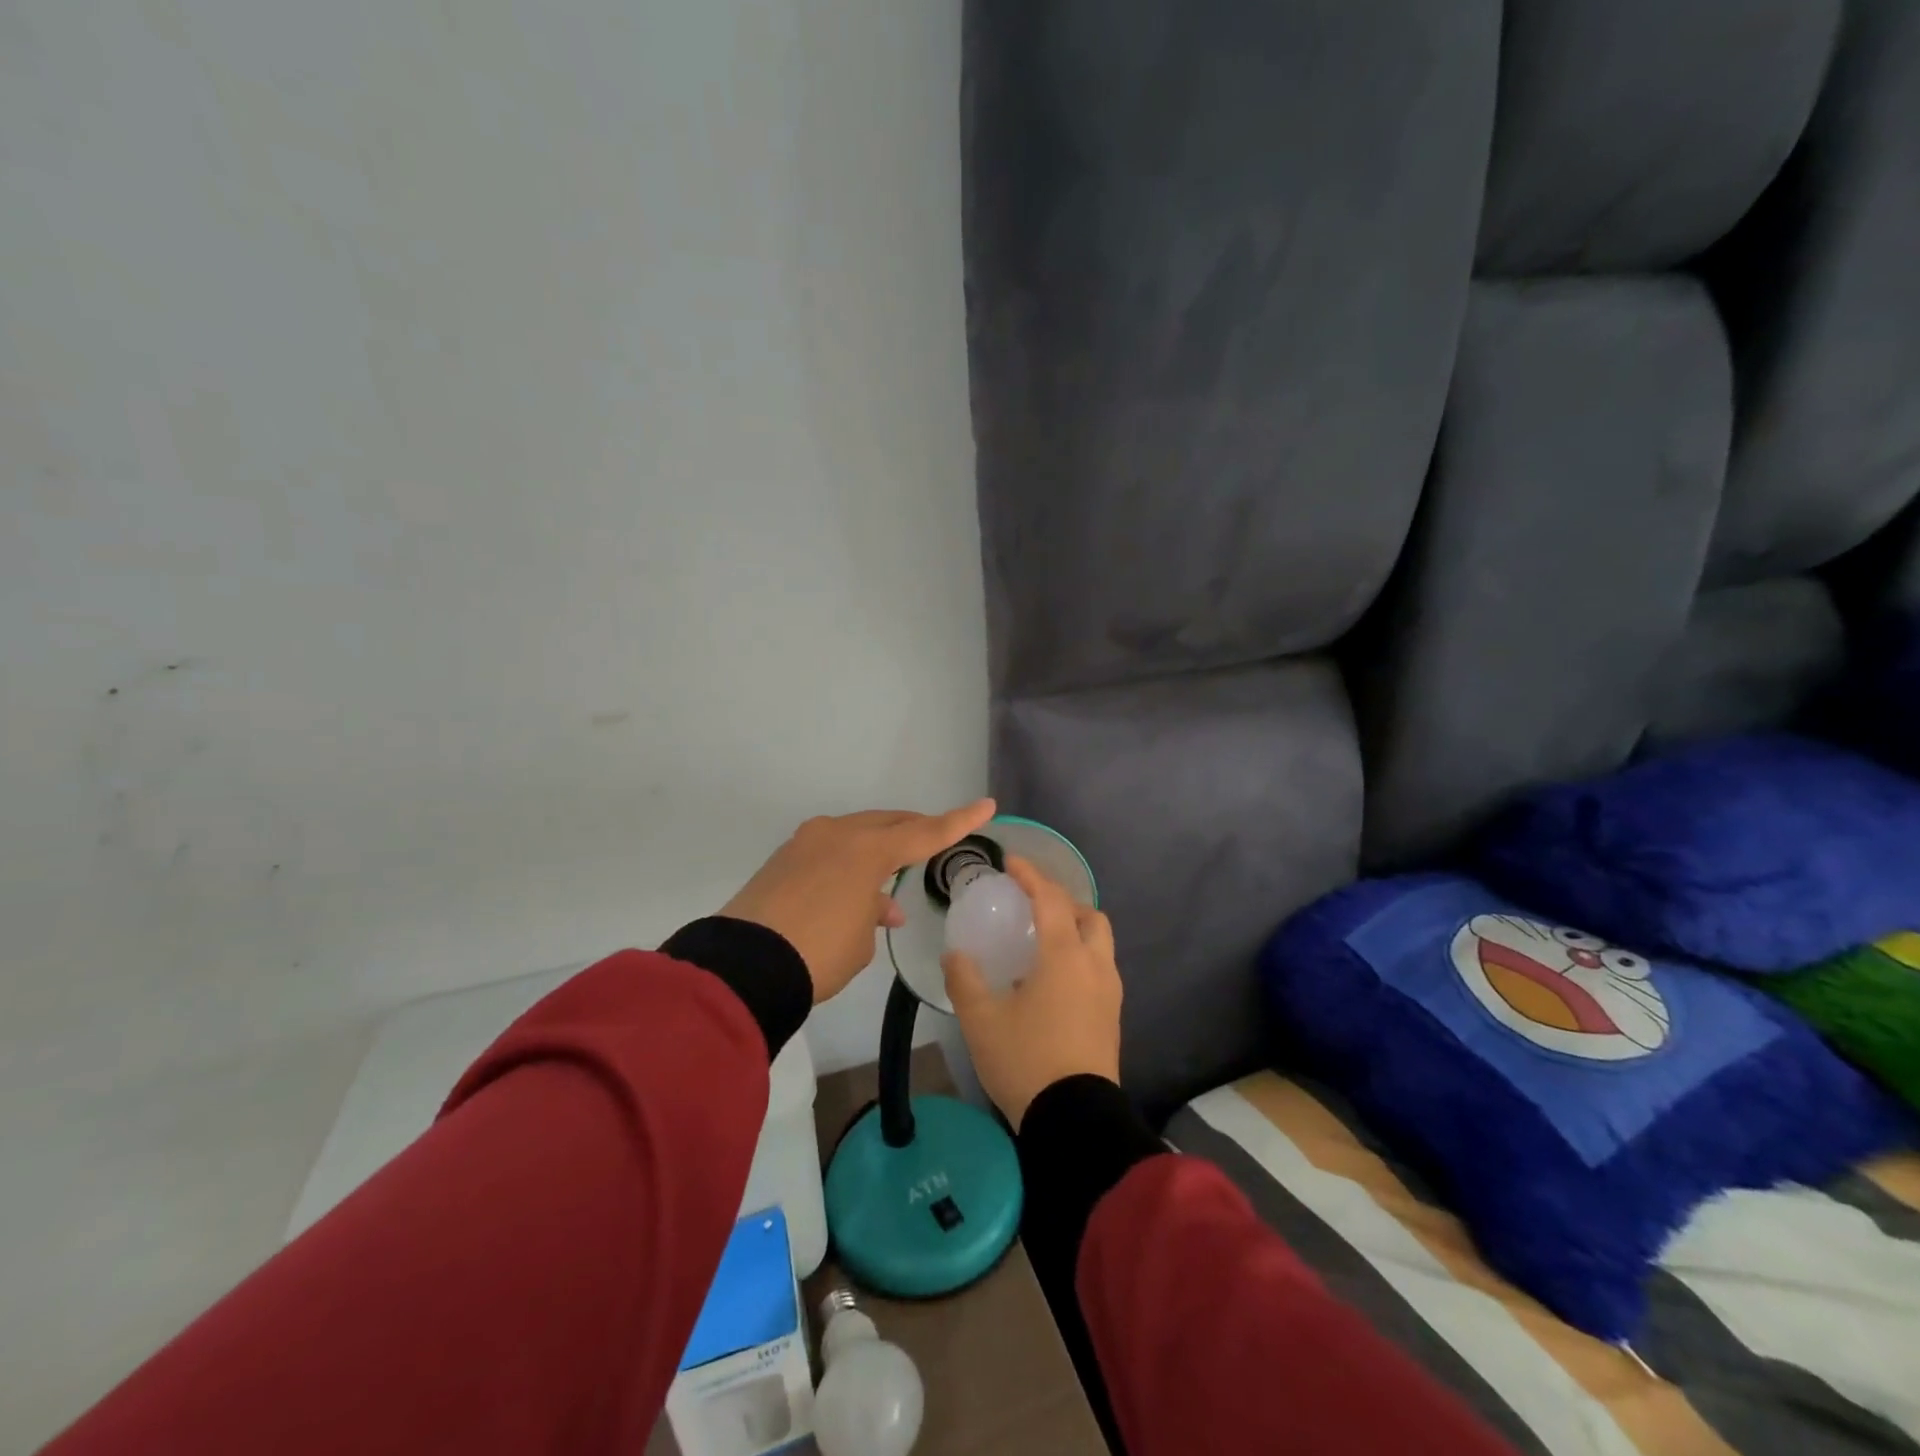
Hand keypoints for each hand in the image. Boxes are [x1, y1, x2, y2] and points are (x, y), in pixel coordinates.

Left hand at [722, 799, 996, 1002]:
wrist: (743, 966)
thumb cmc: (819, 953)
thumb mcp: (860, 941)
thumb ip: (874, 914)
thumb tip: (876, 906)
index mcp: (867, 850)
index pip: (925, 833)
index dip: (958, 822)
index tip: (986, 806)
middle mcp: (837, 835)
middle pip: (887, 824)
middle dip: (913, 830)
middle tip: (934, 837)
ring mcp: (806, 843)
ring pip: (856, 835)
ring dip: (878, 853)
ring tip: (891, 883)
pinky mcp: (783, 859)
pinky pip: (829, 851)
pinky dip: (848, 864)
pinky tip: (853, 891)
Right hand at [942, 854, 1122, 1130]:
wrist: (1074, 1120)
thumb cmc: (1025, 1060)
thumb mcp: (981, 1019)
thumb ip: (965, 979)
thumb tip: (956, 954)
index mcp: (1064, 955)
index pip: (1050, 899)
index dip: (1030, 875)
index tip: (1011, 862)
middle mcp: (1094, 965)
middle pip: (1089, 916)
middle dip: (1063, 902)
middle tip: (1033, 907)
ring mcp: (1109, 993)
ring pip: (1099, 944)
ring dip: (1075, 930)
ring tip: (1042, 943)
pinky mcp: (1112, 1018)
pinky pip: (1099, 970)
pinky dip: (1080, 958)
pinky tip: (1053, 982)